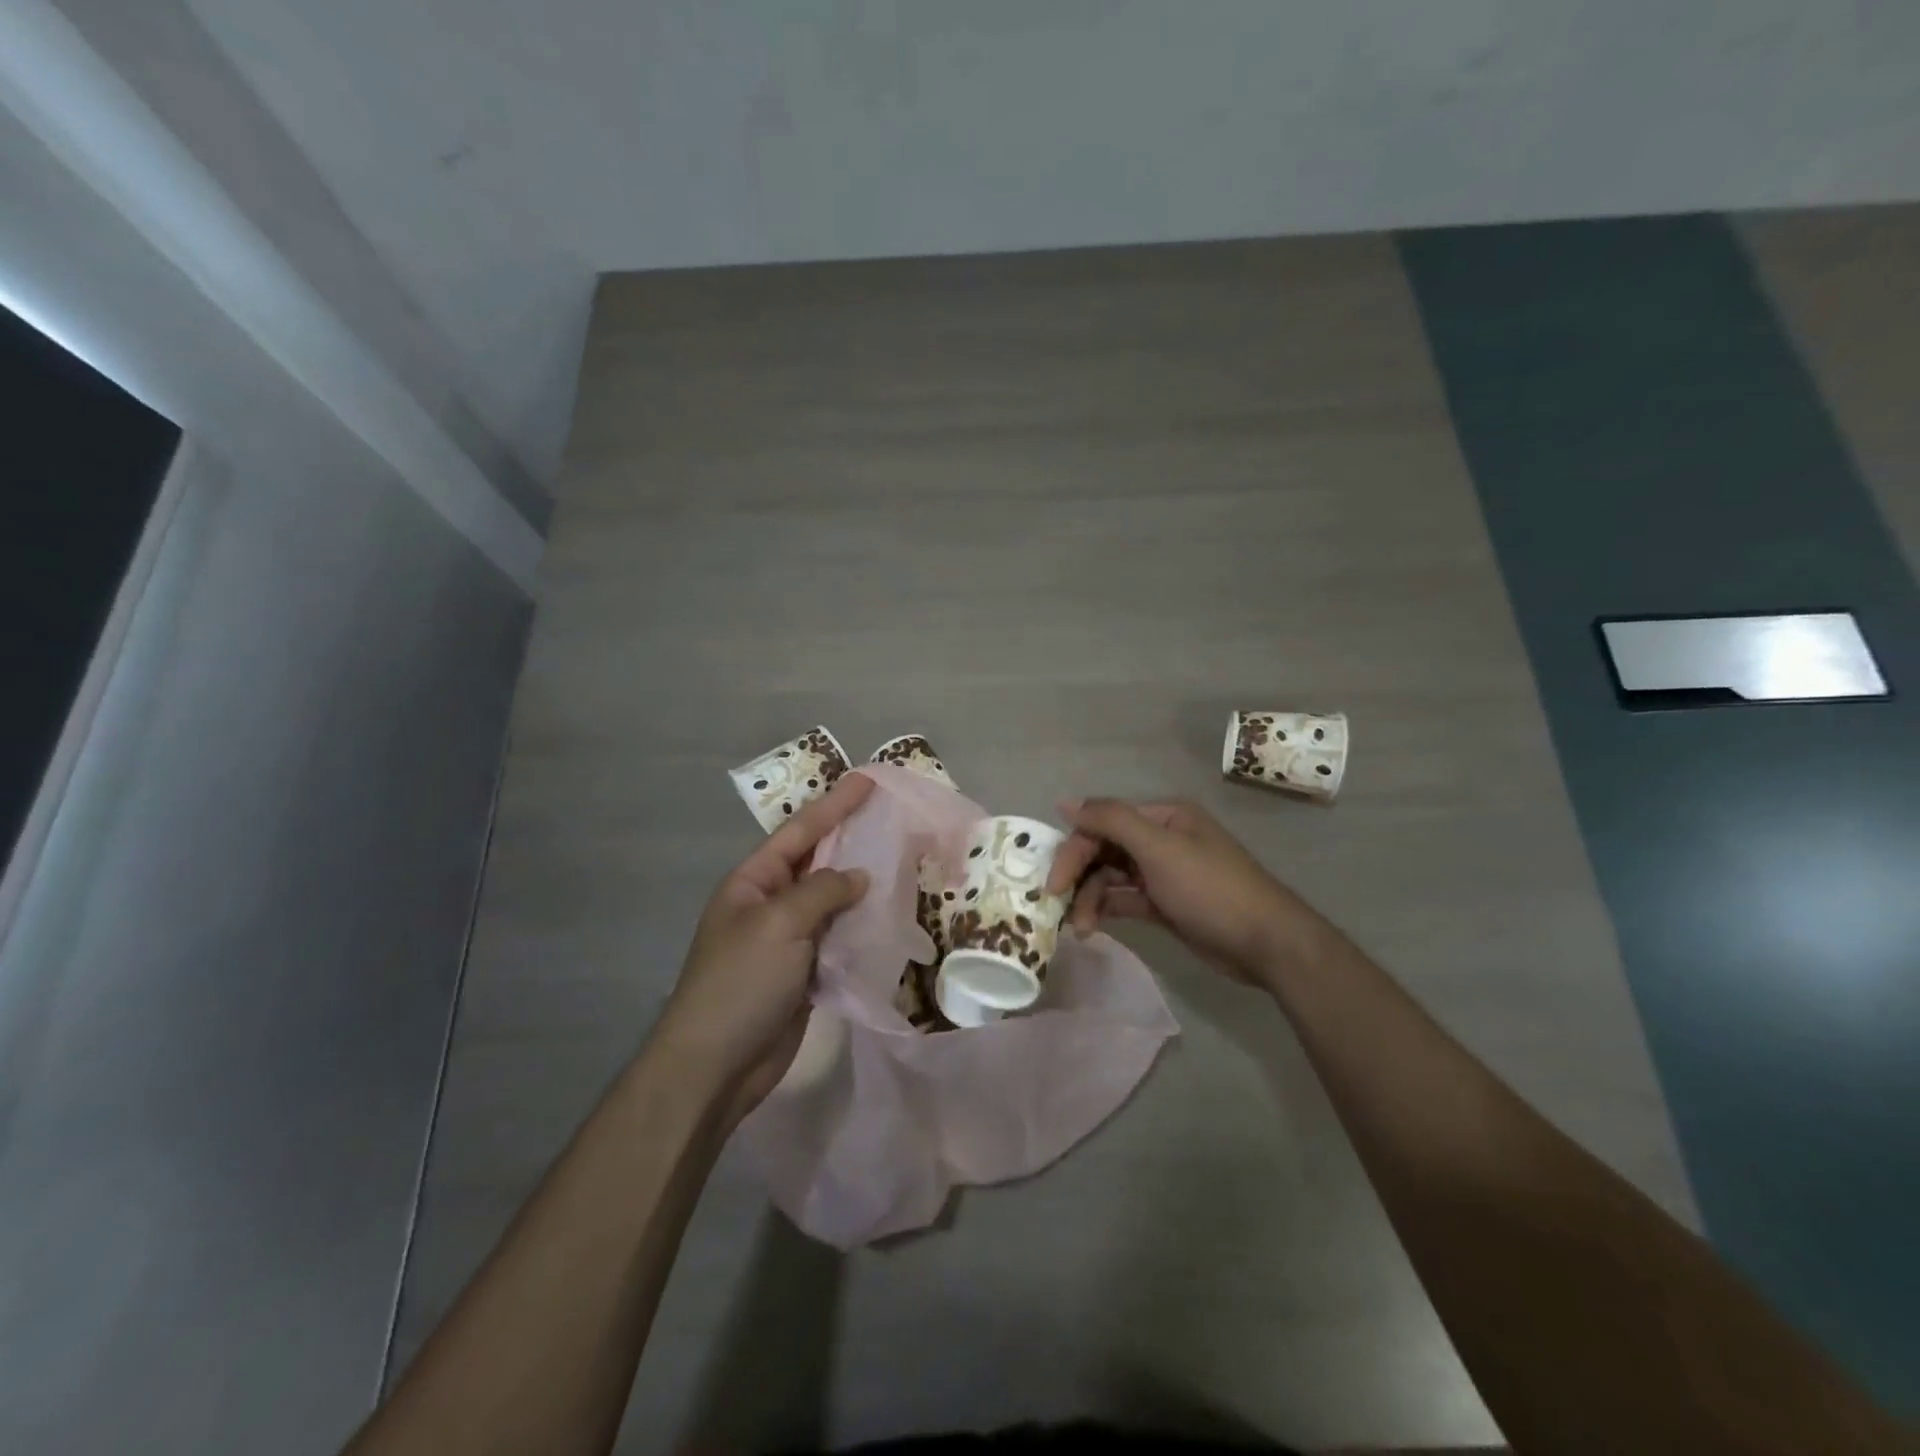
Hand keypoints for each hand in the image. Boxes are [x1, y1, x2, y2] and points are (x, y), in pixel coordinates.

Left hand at [653, 774, 873, 1117]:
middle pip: (818, 862)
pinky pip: (840, 938)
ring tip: (904, 861)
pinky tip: (892, 916)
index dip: (835, 805)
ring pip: (833, 901)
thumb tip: (860, 877)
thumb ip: (822, 892)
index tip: (868, 780)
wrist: (715, 1066)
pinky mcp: (805, 972)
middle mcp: (771, 904)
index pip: (800, 832)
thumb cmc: (739, 983)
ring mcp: (788, 940)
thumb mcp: (778, 924)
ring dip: (864, 885)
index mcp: (753, 882)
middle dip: (852, 839)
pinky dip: (863, 927)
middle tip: (893, 815)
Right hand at [1046, 798, 1329, 980]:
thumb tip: (1065, 802)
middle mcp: (1160, 840)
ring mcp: (1162, 873)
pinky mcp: (1164, 904)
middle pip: (1103, 850)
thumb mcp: (1159, 848)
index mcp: (1162, 818)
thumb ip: (1111, 820)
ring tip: (1081, 928)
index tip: (1053, 883)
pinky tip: (1091, 927)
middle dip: (1080, 877)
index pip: (1102, 823)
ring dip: (1090, 899)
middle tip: (1058, 906)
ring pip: (1110, 878)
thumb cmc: (1210, 888)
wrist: (1265, 943)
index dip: (1074, 849)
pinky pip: (1124, 899)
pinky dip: (1106, 910)